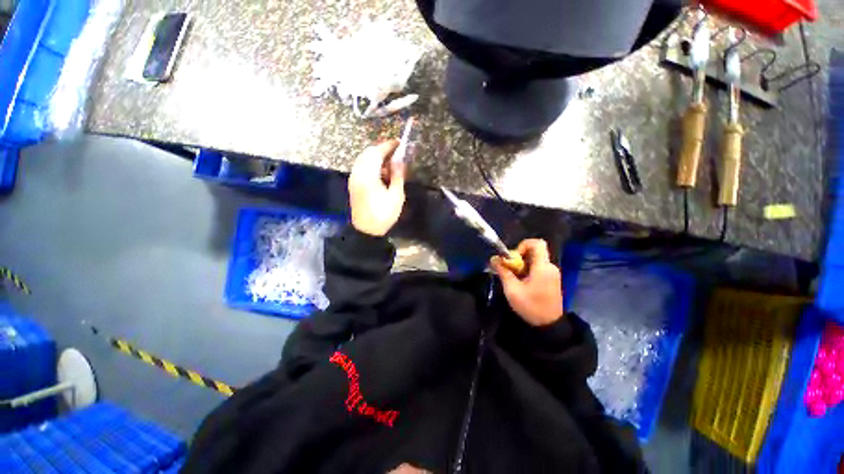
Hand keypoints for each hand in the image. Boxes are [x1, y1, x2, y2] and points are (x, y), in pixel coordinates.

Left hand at [348, 140, 405, 236]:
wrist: (366, 231)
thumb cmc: (383, 215)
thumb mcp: (396, 196)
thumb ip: (397, 176)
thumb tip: (399, 161)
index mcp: (368, 176)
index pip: (376, 153)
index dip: (388, 146)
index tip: (399, 143)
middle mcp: (357, 174)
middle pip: (368, 153)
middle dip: (381, 150)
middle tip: (396, 152)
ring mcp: (354, 179)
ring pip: (363, 159)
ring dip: (376, 157)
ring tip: (390, 163)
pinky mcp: (353, 184)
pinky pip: (361, 167)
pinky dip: (371, 164)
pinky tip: (381, 172)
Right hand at [490, 239, 562, 326]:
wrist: (549, 325)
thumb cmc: (531, 306)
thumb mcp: (512, 290)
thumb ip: (503, 272)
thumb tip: (494, 258)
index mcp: (543, 267)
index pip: (537, 243)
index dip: (523, 245)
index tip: (513, 257)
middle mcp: (550, 267)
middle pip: (534, 251)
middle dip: (519, 257)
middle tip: (509, 269)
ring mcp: (552, 273)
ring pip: (535, 259)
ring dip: (522, 264)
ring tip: (513, 277)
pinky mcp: (551, 279)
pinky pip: (538, 267)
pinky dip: (527, 270)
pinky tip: (521, 282)